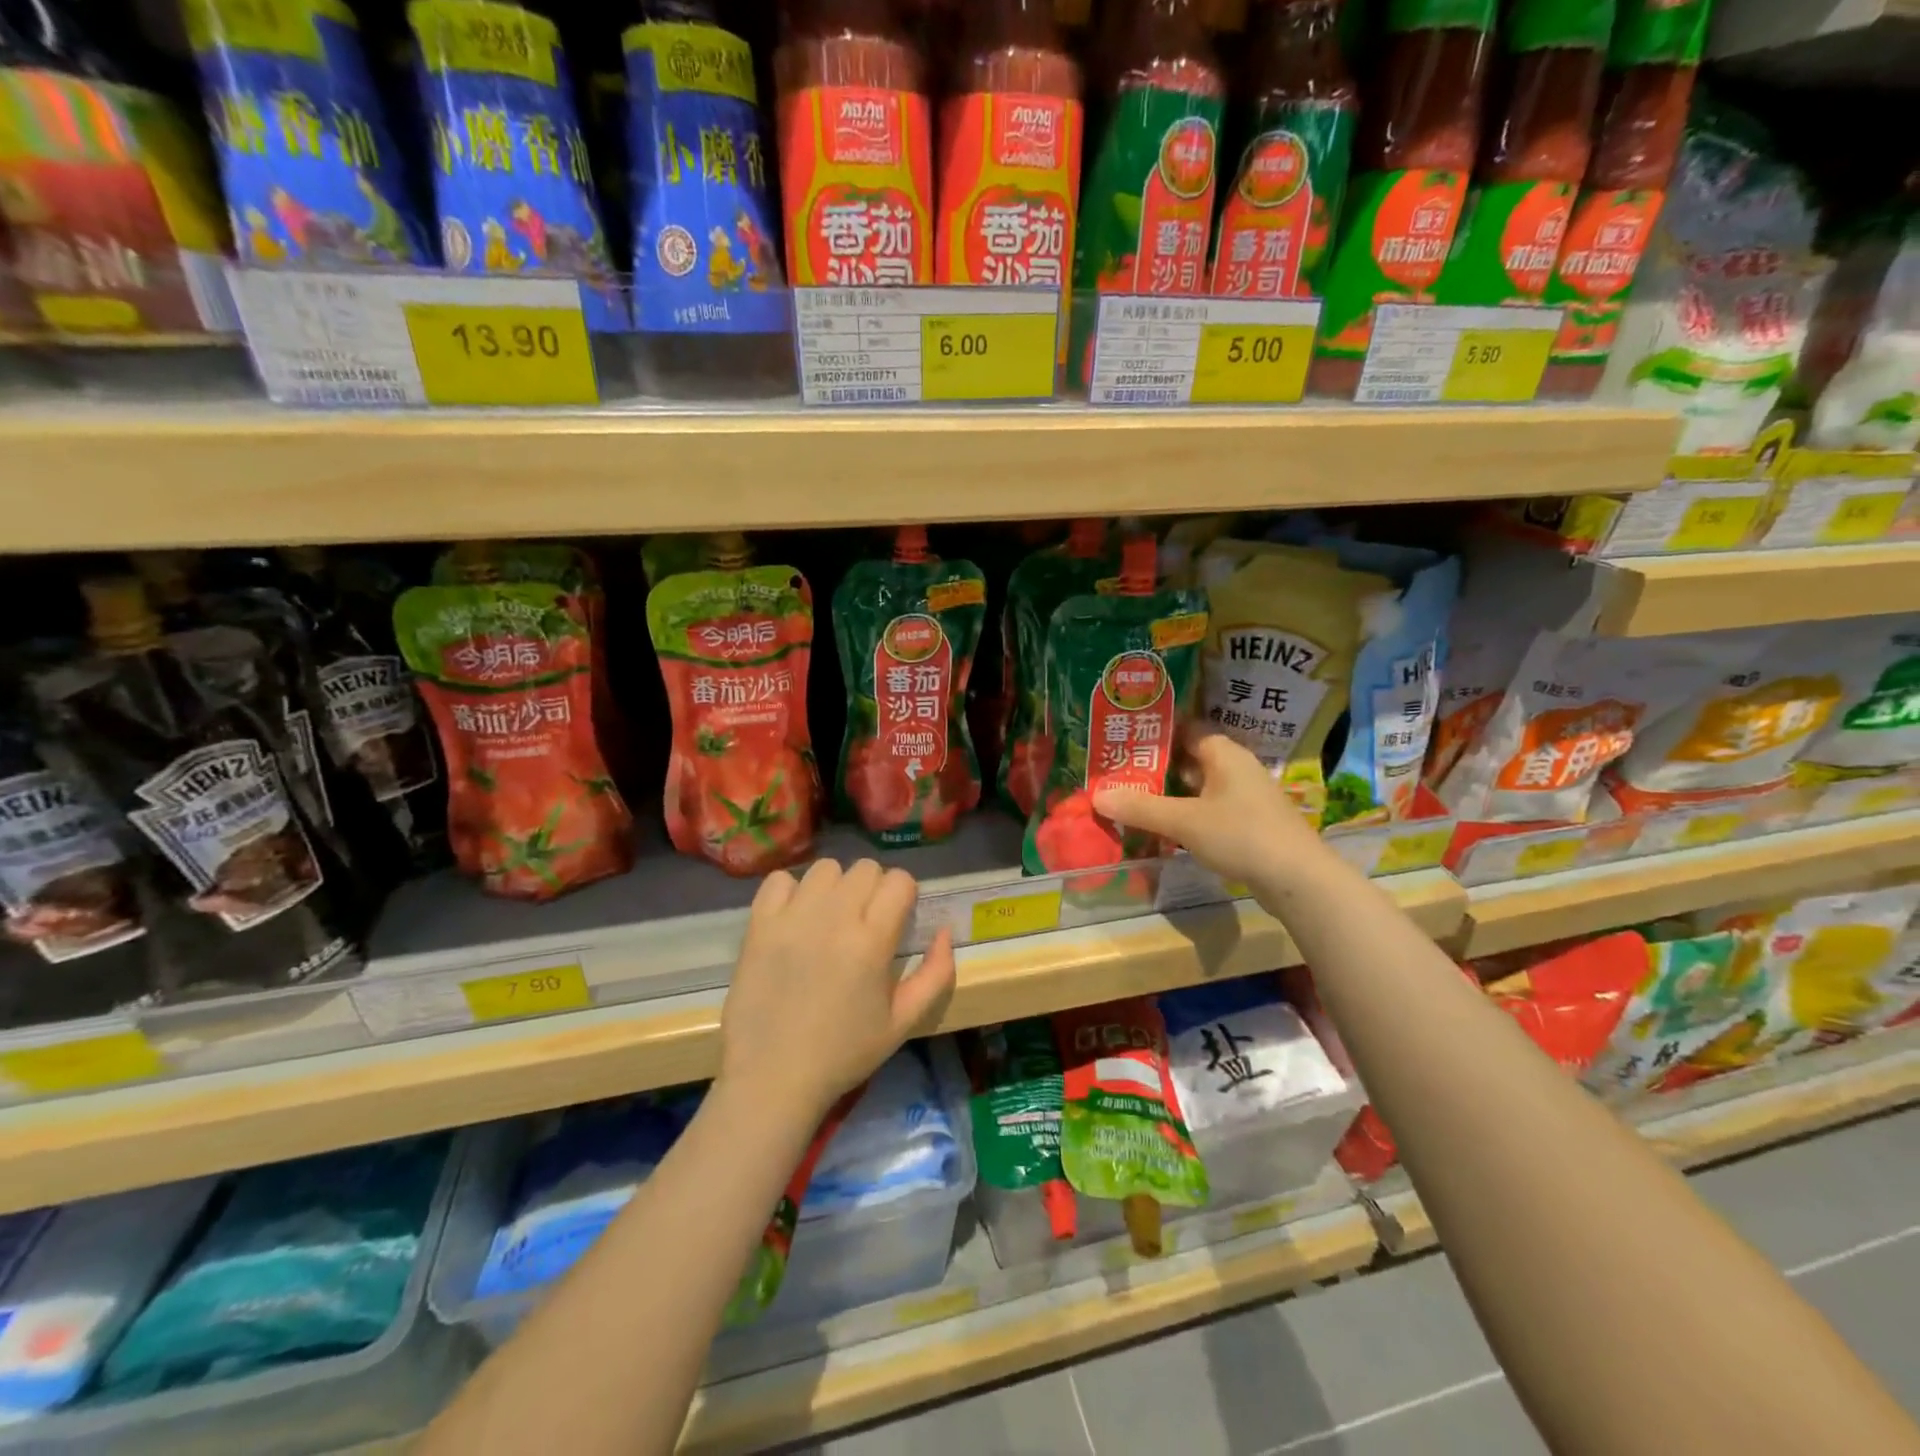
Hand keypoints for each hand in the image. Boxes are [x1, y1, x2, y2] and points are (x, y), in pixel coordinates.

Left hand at [719, 859, 955, 1120]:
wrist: (772, 1077)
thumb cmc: (843, 1053)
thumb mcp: (903, 1022)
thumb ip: (936, 974)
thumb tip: (945, 931)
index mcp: (872, 940)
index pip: (899, 880)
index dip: (903, 895)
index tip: (897, 919)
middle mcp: (834, 917)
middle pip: (864, 868)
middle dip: (873, 888)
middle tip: (864, 920)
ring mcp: (792, 917)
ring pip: (824, 868)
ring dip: (834, 886)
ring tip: (829, 917)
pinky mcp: (759, 924)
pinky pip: (779, 879)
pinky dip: (790, 891)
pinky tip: (795, 917)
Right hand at [1093, 729, 1325, 887]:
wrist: (1299, 879)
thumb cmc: (1241, 835)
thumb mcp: (1184, 821)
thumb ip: (1141, 808)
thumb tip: (1097, 795)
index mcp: (1224, 753)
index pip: (1185, 728)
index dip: (1155, 731)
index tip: (1123, 737)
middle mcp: (1236, 768)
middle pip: (1189, 759)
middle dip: (1155, 766)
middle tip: (1117, 772)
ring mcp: (1245, 797)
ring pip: (1198, 787)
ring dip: (1169, 793)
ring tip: (1131, 798)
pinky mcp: (1249, 824)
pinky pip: (1208, 810)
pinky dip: (1185, 814)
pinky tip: (1162, 828)